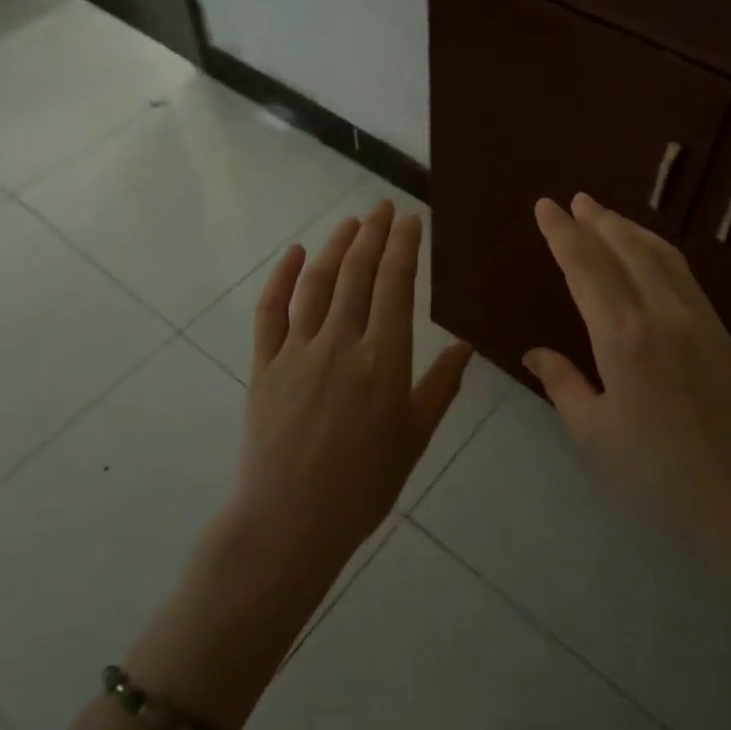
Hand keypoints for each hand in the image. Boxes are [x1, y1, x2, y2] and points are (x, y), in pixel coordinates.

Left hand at [232, 200, 473, 573]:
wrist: (291, 521)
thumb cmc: (363, 485)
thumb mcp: (415, 438)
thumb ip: (440, 386)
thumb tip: (465, 345)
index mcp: (384, 360)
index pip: (395, 286)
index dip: (403, 247)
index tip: (410, 219)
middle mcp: (341, 343)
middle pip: (357, 274)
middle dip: (373, 234)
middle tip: (382, 208)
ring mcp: (298, 351)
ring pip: (318, 284)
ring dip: (335, 246)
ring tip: (350, 222)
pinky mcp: (264, 365)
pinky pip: (271, 312)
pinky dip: (281, 278)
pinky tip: (293, 254)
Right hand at [524, 193, 730, 569]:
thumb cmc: (661, 474)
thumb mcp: (595, 436)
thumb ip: (563, 384)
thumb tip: (534, 352)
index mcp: (623, 336)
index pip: (585, 267)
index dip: (562, 234)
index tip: (545, 206)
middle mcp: (661, 312)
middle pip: (624, 248)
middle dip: (596, 220)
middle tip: (574, 200)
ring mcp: (698, 318)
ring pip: (659, 254)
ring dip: (628, 228)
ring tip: (605, 216)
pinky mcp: (722, 330)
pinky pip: (683, 272)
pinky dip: (657, 250)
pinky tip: (649, 255)